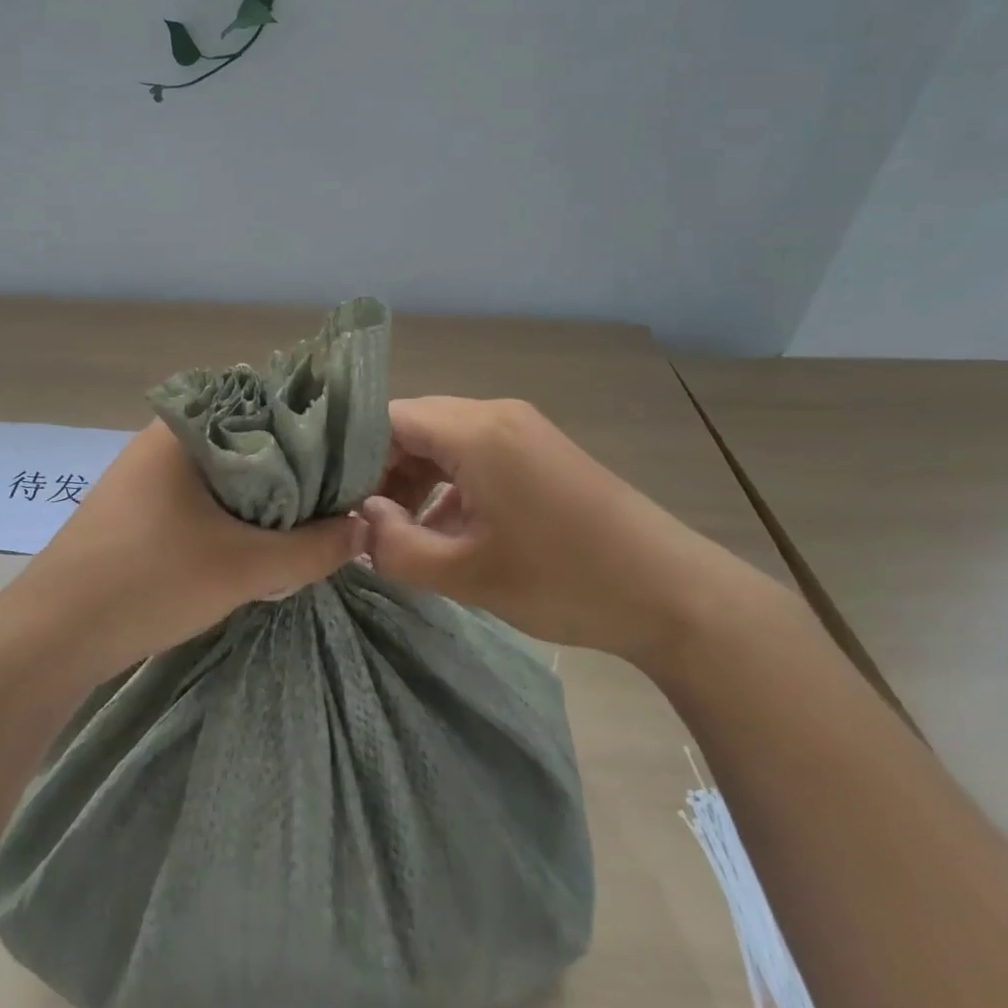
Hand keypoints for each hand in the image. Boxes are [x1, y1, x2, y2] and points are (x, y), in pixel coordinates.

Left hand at [20, 421, 361, 680]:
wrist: (53, 635)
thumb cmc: (150, 580)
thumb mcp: (245, 567)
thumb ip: (313, 548)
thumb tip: (366, 528)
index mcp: (186, 426)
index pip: (267, 404)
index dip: (314, 430)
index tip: (352, 458)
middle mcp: (164, 437)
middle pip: (248, 439)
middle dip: (293, 469)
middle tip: (337, 497)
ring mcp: (145, 473)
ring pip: (224, 471)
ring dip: (262, 496)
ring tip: (307, 521)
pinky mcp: (137, 507)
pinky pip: (200, 495)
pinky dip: (232, 511)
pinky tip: (255, 540)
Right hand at [360, 397, 736, 667]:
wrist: (674, 594)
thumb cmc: (565, 579)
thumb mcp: (467, 573)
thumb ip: (395, 546)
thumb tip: (358, 522)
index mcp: (475, 429)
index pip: (386, 418)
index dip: (351, 455)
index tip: (333, 499)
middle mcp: (495, 413)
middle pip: (414, 426)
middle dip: (381, 471)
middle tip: (362, 520)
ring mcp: (522, 429)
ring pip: (443, 440)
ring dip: (415, 480)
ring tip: (399, 530)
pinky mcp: (538, 450)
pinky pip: (474, 453)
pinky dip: (449, 484)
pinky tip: (444, 530)